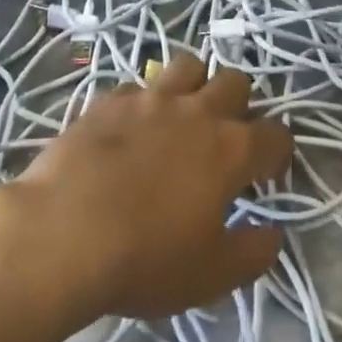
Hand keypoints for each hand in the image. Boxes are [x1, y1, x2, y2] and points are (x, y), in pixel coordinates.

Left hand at [0, 54, 292, 327]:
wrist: (63, 232)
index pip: (275, 134)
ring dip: (195, 84)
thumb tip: (272, 234)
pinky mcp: (110, 98)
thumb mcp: (210, 276)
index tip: (267, 174)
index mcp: (230, 149)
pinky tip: (133, 127)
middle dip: (240, 104)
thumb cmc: (145, 258)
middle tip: (225, 138)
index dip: (278, 153)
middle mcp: (197, 111)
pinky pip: (139, 84)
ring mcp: (151, 98)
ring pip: (188, 65)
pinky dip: (145, 100)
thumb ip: (252, 254)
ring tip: (183, 115)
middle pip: (235, 82)